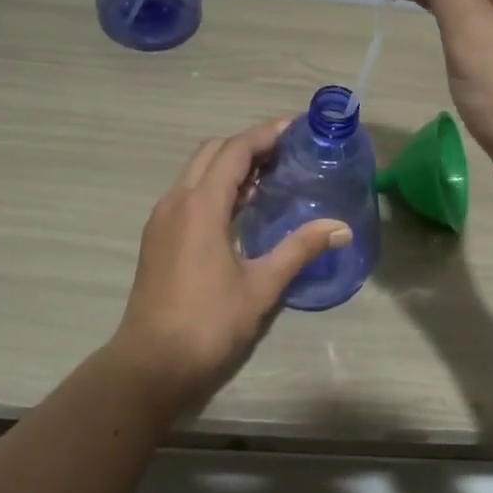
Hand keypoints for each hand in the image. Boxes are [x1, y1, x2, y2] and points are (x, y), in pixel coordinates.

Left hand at [109, 120, 350, 414]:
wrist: (151, 364)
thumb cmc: (208, 324)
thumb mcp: (261, 286)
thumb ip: (300, 249)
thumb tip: (341, 228)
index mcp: (200, 205)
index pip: (235, 151)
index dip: (266, 134)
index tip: (296, 127)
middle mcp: (176, 201)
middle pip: (212, 152)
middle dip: (248, 144)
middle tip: (286, 152)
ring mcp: (162, 219)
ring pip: (196, 172)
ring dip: (229, 165)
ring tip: (270, 175)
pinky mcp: (157, 237)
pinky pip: (188, 194)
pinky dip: (215, 186)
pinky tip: (241, 208)